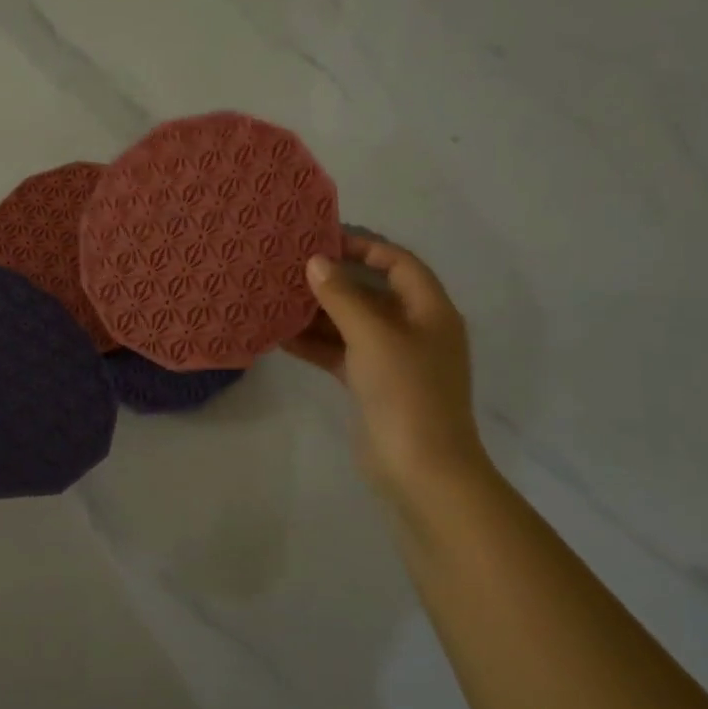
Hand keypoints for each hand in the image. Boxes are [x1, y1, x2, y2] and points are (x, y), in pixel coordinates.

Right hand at [284, 234, 491, 501]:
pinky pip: (341, 354)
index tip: (324, 240)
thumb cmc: (406, 392)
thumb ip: (342, 297)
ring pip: (352, 325)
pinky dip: (315, 345)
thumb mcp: (373, 336)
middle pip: (372, 293)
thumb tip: (315, 262)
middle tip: (290, 268)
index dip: (366, 247)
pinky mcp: (372, 385)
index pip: (399, 264)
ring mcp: (393, 360)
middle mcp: (414, 330)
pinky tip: (281, 337)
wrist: (421, 469)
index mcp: (429, 311)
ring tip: (277, 299)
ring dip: (318, 314)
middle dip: (333, 281)